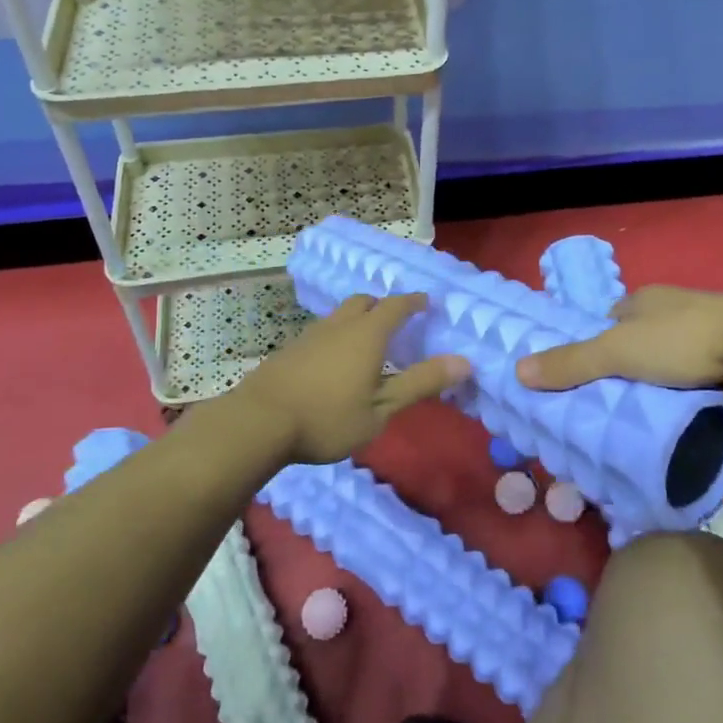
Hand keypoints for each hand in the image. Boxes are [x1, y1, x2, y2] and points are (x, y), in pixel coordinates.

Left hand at [231, 294, 469, 464]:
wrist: (259, 422)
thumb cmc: (328, 418)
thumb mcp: (381, 409)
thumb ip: (420, 383)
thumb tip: (463, 361)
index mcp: (367, 334)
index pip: (395, 305)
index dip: (413, 301)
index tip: (426, 301)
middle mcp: (339, 325)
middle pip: (364, 301)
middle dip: (383, 305)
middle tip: (396, 319)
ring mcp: (311, 335)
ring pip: (340, 315)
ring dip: (358, 319)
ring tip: (366, 341)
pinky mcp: (290, 350)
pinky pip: (322, 332)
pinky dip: (337, 336)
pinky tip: (334, 361)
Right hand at [516, 286, 722, 401]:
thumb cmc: (681, 340)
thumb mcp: (617, 352)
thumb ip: (571, 363)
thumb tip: (518, 371)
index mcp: (644, 299)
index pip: (610, 320)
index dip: (597, 346)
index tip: (589, 377)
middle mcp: (674, 308)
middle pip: (641, 339)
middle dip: (631, 366)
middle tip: (616, 403)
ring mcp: (708, 330)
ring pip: (673, 358)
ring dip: (664, 380)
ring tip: (649, 414)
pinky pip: (702, 374)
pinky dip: (693, 390)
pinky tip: (688, 412)